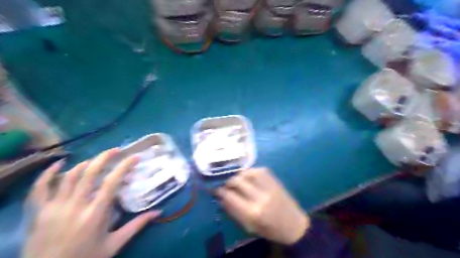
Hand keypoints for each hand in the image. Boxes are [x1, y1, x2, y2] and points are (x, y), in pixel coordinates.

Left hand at [22, 149, 160, 257]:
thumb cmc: (86, 257)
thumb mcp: (115, 244)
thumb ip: (136, 226)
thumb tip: (159, 212)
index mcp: (95, 213)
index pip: (112, 182)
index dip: (124, 166)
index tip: (134, 157)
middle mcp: (75, 205)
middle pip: (90, 173)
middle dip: (104, 157)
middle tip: (116, 150)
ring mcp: (54, 207)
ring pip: (69, 176)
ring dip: (85, 163)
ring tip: (96, 159)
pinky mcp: (39, 212)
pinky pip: (40, 188)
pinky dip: (48, 173)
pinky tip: (59, 164)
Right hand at [216, 168, 308, 244]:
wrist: (294, 225)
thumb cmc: (270, 230)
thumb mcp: (249, 226)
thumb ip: (234, 211)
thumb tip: (221, 198)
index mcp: (253, 212)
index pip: (231, 196)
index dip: (221, 191)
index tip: (216, 190)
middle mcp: (260, 196)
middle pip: (238, 181)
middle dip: (229, 181)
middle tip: (226, 185)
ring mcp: (269, 186)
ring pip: (249, 172)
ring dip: (239, 174)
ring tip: (236, 179)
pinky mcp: (275, 181)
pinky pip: (260, 170)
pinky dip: (251, 171)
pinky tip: (248, 176)